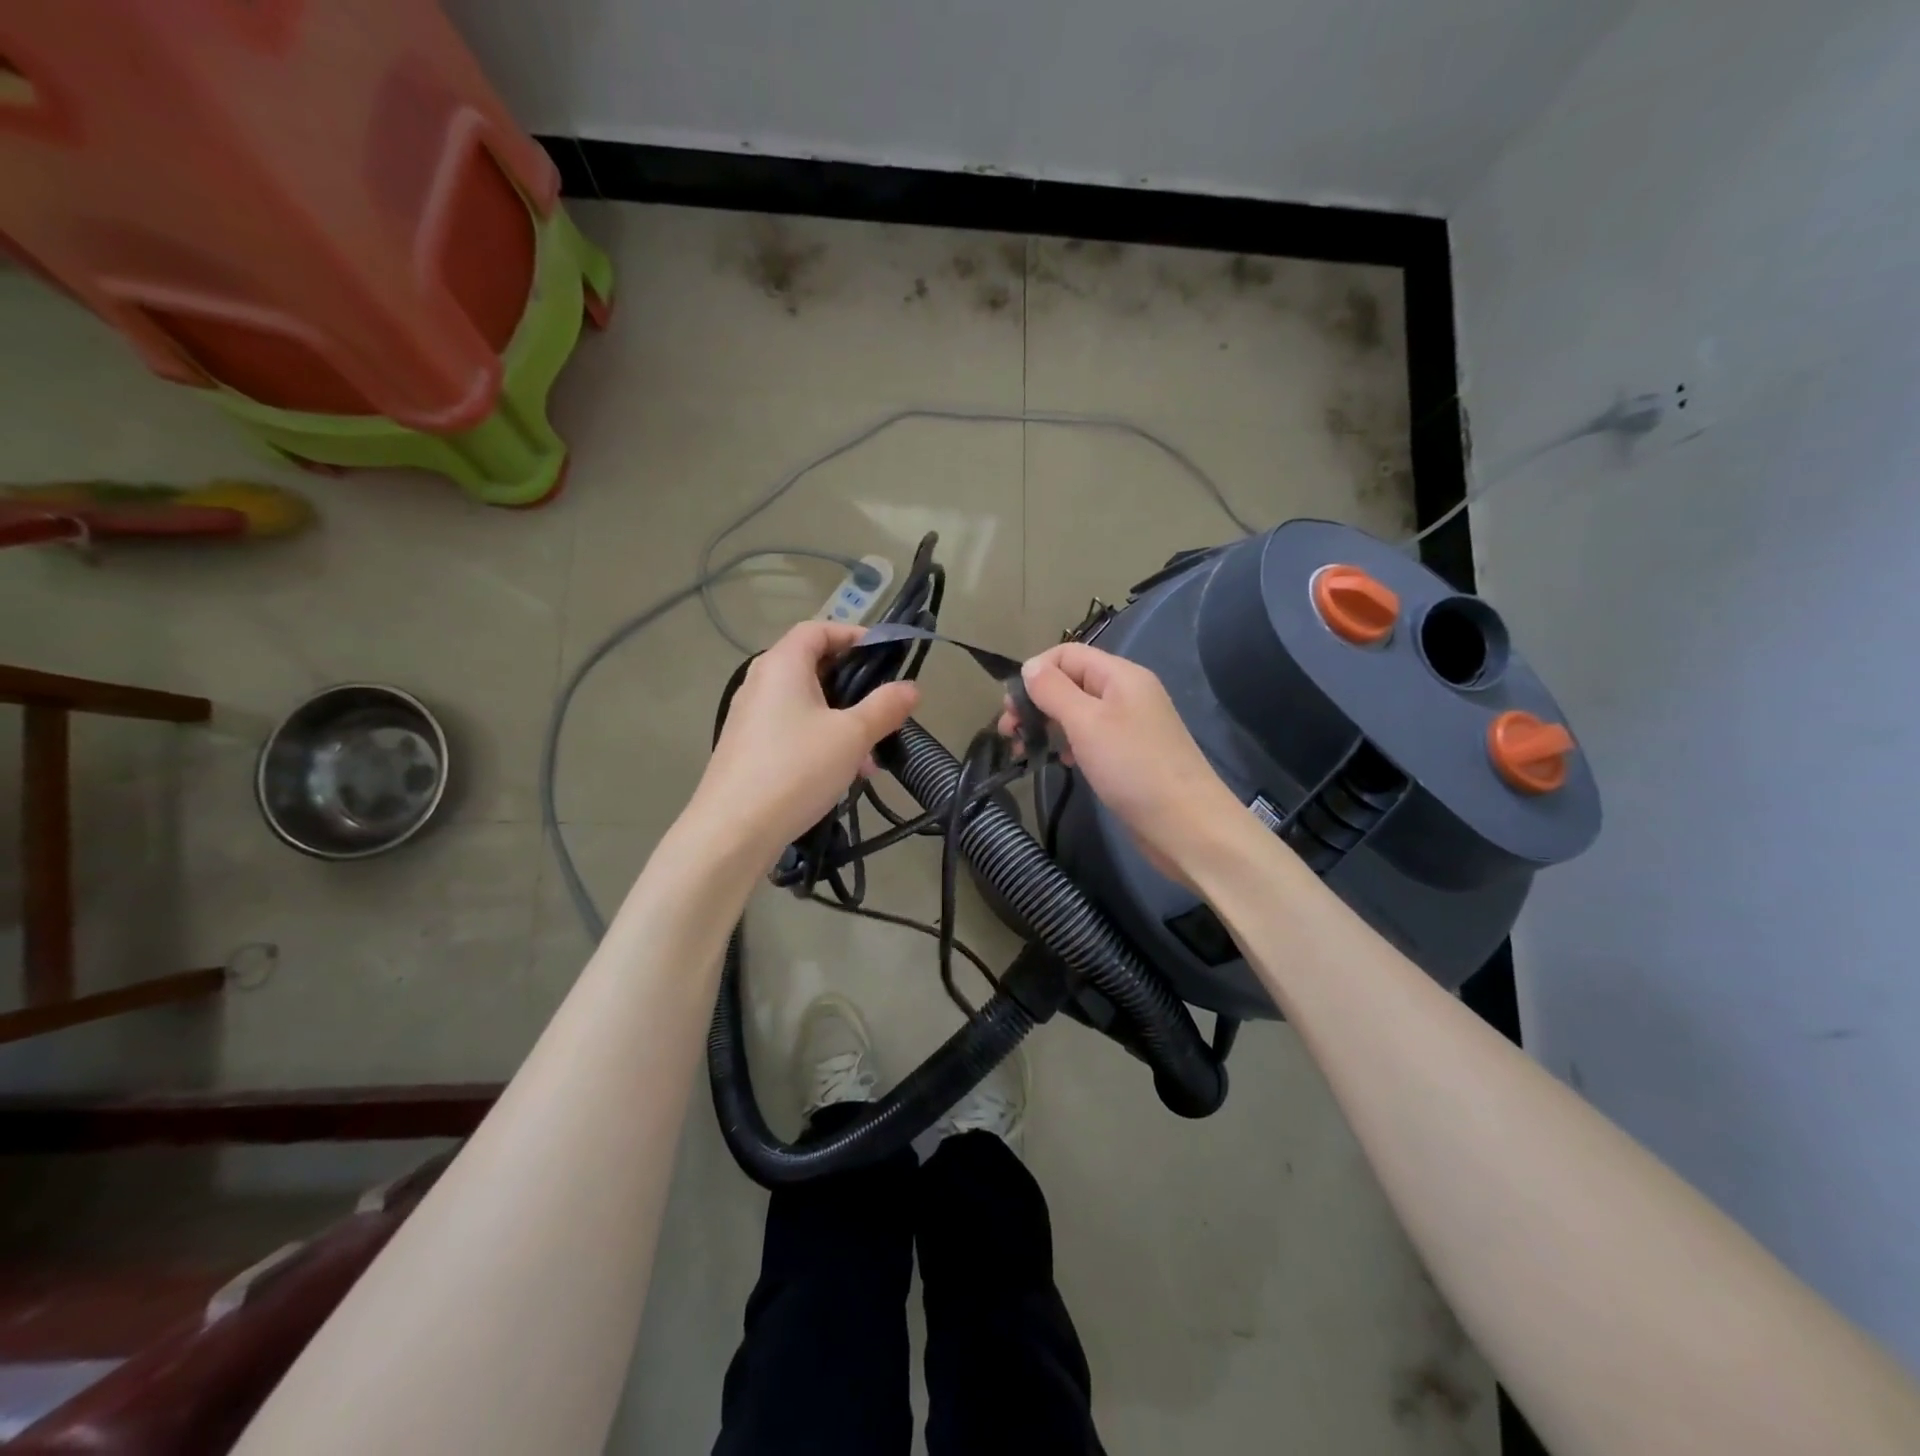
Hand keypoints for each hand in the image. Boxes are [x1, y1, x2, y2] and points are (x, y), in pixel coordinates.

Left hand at [691, 622, 919, 866]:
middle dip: (854, 688)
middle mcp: (761, 683)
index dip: (853, 635)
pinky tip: (843, 775)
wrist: (733, 831)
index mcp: (782, 665)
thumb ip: (885, 707)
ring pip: (806, 705)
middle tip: (884, 711)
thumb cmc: (796, 769)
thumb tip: (912, 687)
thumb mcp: (852, 736)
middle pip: (813, 667)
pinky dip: (821, 741)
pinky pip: (792, 731)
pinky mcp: (748, 748)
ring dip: (842, 722)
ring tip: (869, 758)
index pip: (818, 629)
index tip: (885, 657)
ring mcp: (750, 717)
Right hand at [1000, 643, 1243, 884]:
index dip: (1035, 672)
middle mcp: (1126, 693)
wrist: (1186, 825)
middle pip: (1070, 682)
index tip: (1011, 707)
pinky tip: (1060, 762)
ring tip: (1025, 751)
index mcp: (1120, 675)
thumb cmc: (1132, 767)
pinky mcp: (1129, 755)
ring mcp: (1130, 725)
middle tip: (1009, 733)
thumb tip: (1029, 666)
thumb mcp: (1086, 722)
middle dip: (1036, 702)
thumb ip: (1054, 690)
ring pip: (1077, 712)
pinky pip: (1090, 737)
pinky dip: (1068, 744)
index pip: (1067, 654)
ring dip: (1048, 725)